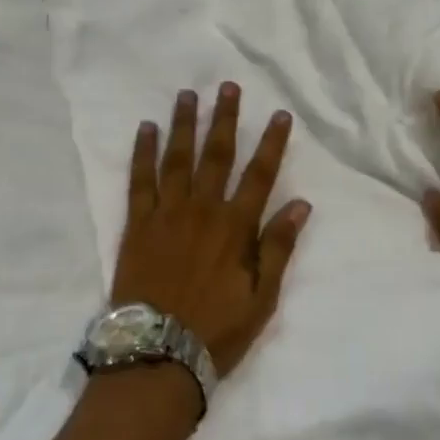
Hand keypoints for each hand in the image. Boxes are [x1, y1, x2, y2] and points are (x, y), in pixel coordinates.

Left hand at [111, 84, 312, 378]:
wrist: (157, 353)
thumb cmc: (216, 330)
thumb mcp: (261, 298)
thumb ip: (278, 248)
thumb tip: (301, 204)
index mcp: (235, 226)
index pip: (260, 174)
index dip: (271, 142)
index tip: (279, 114)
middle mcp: (202, 209)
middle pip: (217, 154)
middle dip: (225, 118)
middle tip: (228, 86)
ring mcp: (167, 212)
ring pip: (178, 157)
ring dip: (184, 123)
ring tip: (187, 94)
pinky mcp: (137, 222)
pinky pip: (140, 179)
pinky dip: (143, 151)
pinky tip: (146, 128)